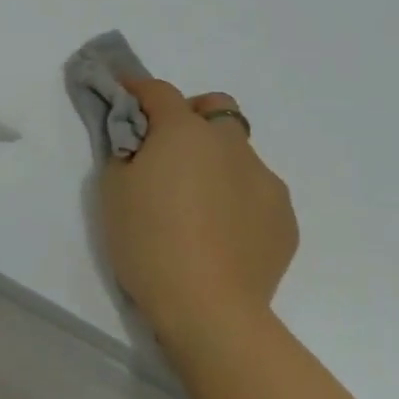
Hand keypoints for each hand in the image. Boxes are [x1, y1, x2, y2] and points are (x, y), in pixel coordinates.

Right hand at [98, 81, 297, 346]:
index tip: (123, 96)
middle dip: (192, 116)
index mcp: (185, 131)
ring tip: (197, 202)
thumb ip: (126, 150)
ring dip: (216, 161)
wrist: (209, 308)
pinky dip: (236, 197)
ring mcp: (264, 180)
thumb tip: (141, 142)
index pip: (158, 91)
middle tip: (169, 149)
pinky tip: (221, 232)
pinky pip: (256, 191)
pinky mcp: (285, 218)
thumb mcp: (113, 187)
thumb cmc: (147, 240)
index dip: (137, 90)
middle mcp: (230, 144)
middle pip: (215, 108)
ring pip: (239, 152)